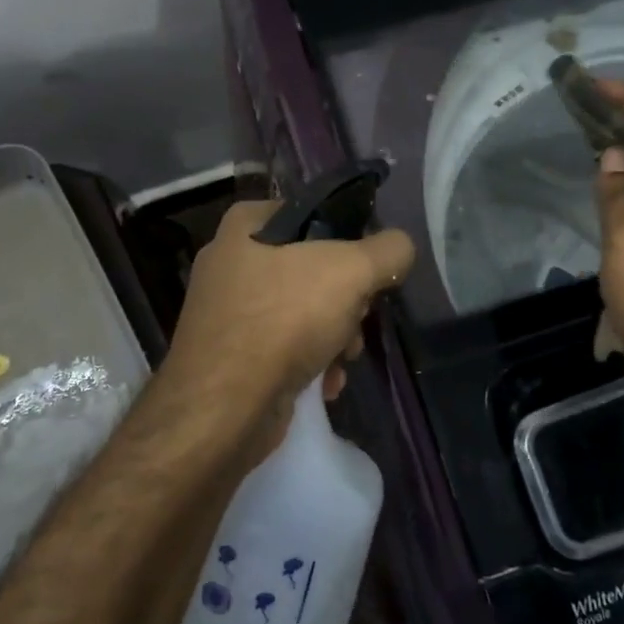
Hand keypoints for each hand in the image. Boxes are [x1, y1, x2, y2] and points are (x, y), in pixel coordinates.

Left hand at [161, 199, 414, 454]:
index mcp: (246, 226)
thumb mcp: (351, 271)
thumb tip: (400, 247)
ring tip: (342, 360)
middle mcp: (230, 262)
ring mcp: (227, 311)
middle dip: (346, 302)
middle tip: (357, 320)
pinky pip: (283, 347)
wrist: (222, 408)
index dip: (348, 240)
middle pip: (313, 269)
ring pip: (302, 311)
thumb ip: (388, 251)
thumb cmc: (283, 320)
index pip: (313, 215)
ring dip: (335, 337)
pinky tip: (324, 384)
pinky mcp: (230, 355)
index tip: (367, 270)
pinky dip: (310, 363)